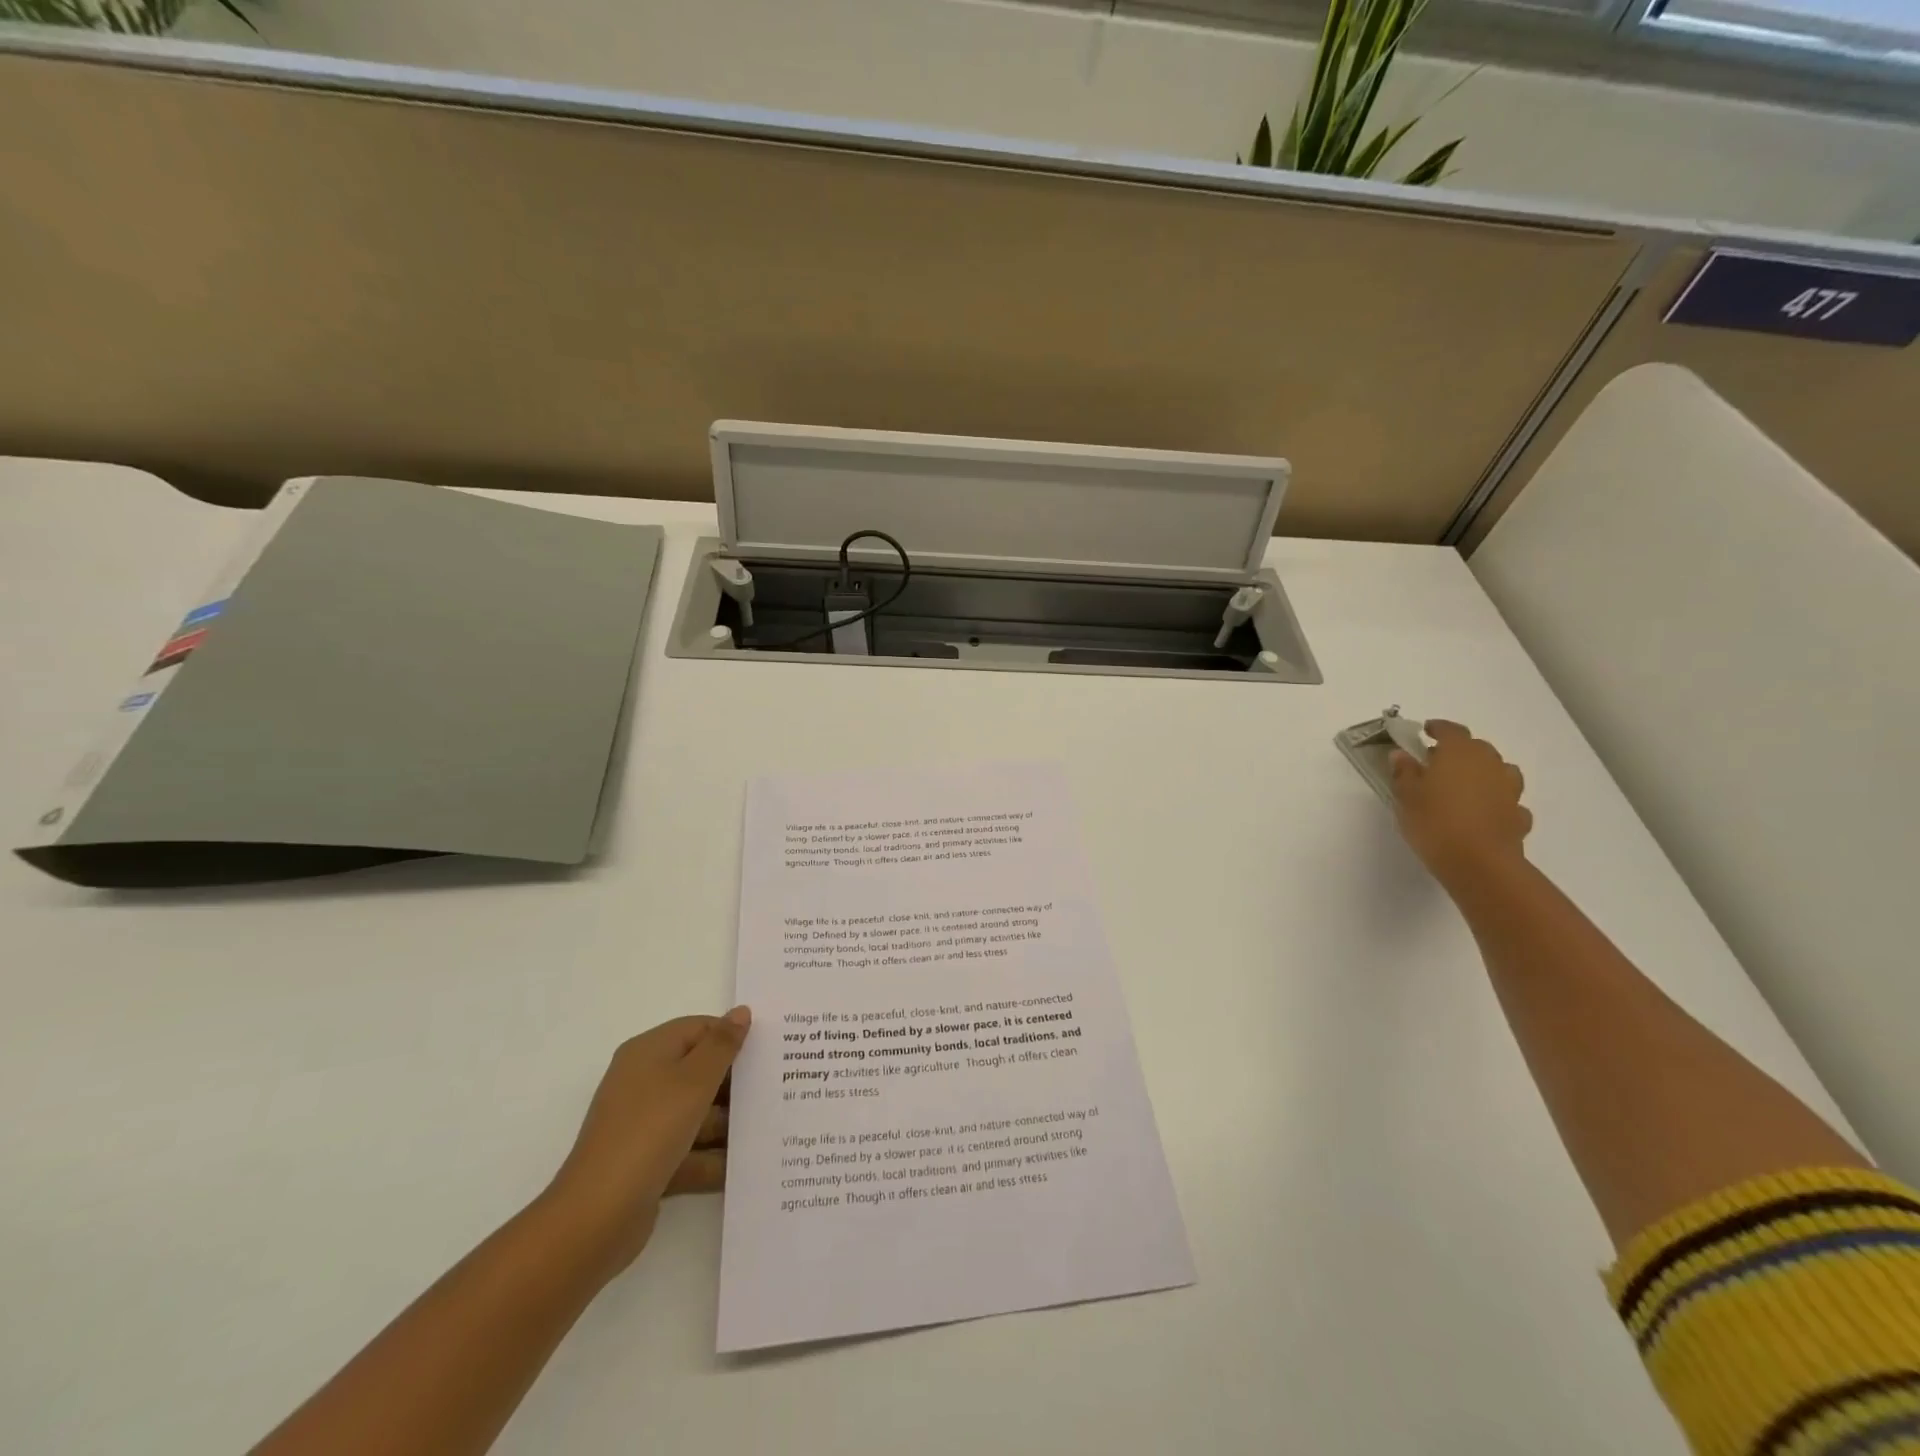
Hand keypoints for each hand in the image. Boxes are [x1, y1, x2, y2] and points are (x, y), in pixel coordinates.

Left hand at [542, 1008, 750, 1278]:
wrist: (596, 1217)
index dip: (732, 1036)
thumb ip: (722, 1045)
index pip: (699, 1029)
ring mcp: (645, 1125)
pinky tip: (747, 1164)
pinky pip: (689, 1151)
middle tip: (778, 1087)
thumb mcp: (694, 1081)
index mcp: (649, 1053)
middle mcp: (644, 1082)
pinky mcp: (648, 1162)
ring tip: (772, 1127)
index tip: (770, 1050)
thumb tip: (741, 1011)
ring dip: (729, 1123)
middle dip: (736, 1082)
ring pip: (697, 1113)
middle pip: (700, 1071)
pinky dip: (713, 1157)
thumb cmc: (649, 1132)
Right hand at [1390, 720, 1531, 885]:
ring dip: (1483, 773)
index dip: (1438, 728)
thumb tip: (1401, 754)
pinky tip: (1483, 813)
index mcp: (1460, 753)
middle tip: (1437, 762)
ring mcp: (1509, 790)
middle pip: (1477, 748)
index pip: (1451, 730)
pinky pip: (1507, 800)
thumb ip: (1404, 771)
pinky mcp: (1518, 815)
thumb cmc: (1434, 822)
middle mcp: (1489, 764)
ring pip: (1498, 771)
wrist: (1479, 863)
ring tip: (1463, 786)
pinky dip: (1495, 800)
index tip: (1425, 730)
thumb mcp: (1405, 795)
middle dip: (1459, 751)